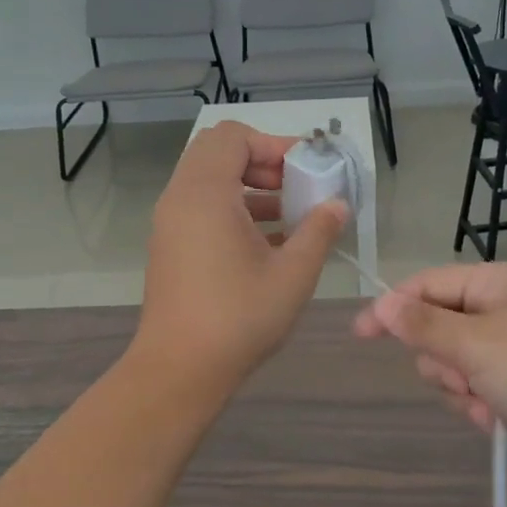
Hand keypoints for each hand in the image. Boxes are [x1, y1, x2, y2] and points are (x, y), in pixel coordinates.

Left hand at [135, 122, 348, 388]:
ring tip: (288, 217)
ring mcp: (170, 222)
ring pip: (208, 181)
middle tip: (294, 188)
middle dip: (260, 162)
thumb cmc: (239, 317)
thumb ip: (319, 231)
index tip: (305, 170)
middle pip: (217, 152)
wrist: (179, 369)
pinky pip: (200, 207)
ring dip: (248, 187)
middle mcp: (181, 197)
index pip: (233, 137)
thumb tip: (337, 205)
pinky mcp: (169, 245)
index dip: (272, 144)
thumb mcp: (293, 274)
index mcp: (205, 193)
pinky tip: (267, 243)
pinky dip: (231, 209)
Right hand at [353, 263, 506, 486]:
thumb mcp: (475, 344)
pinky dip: (480, 405)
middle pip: (438, 327)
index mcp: (495, 283)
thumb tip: (381, 303)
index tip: (360, 335)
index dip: (392, 308)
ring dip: (461, 388)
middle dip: (441, 360)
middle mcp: (504, 309)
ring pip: (455, 363)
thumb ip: (422, 325)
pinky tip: (500, 421)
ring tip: (487, 405)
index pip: (427, 285)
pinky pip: (478, 388)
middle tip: (461, 378)